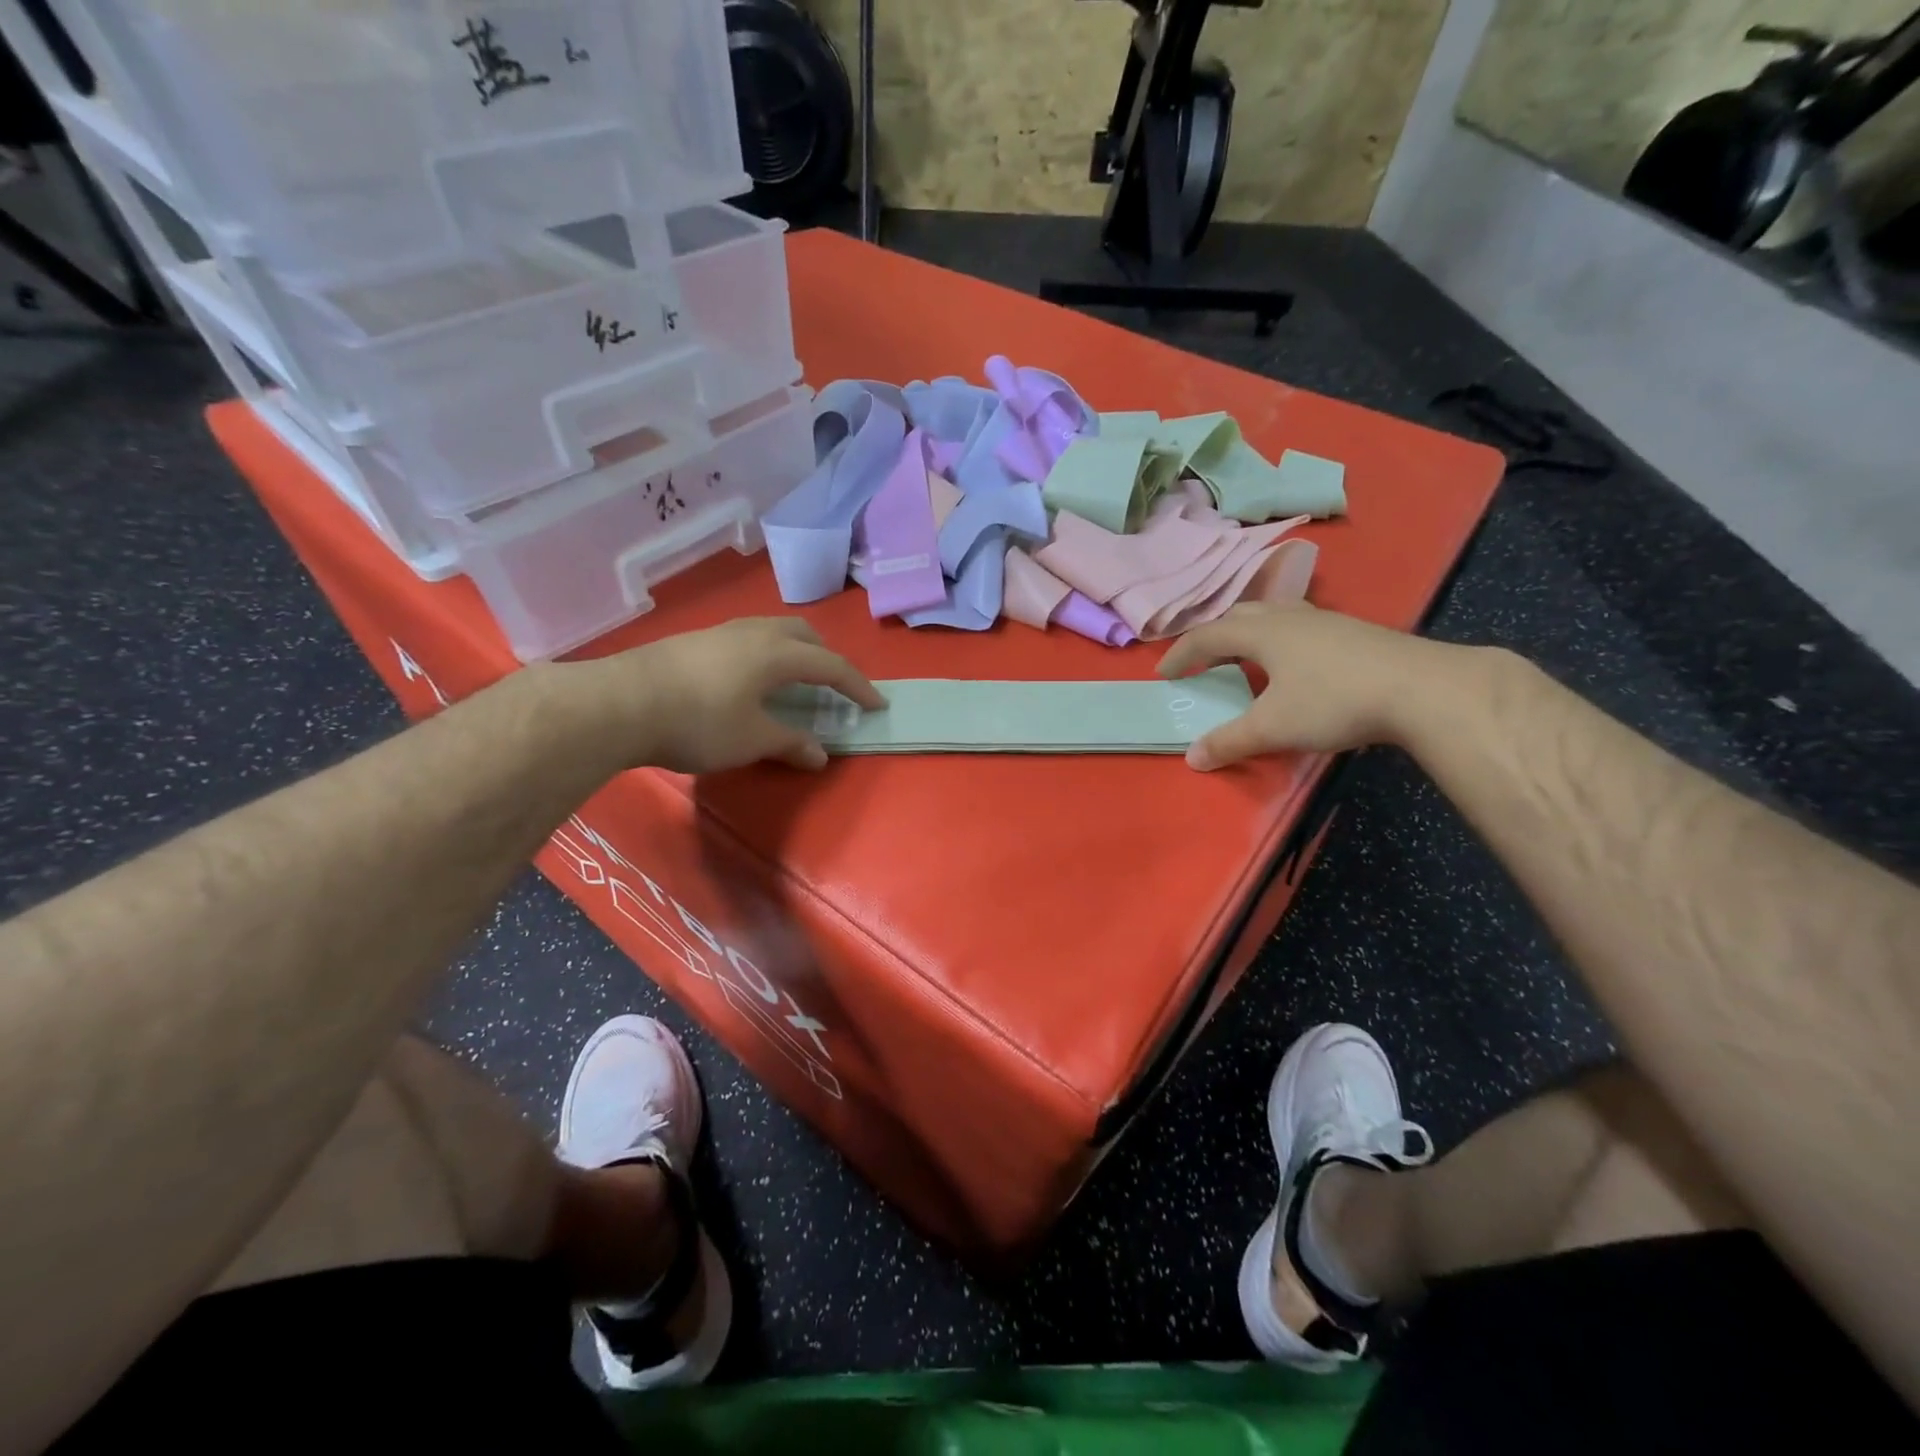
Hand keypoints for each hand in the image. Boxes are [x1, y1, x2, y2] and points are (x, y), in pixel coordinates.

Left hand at [578, 617, 884, 772]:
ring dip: (793, 652)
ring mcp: (720, 632)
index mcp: (777, 653)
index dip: (857, 686)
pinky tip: (747, 682)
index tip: (876, 704)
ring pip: (772, 631)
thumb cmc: (698, 722)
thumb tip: (819, 754)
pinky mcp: (694, 641)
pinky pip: (746, 639)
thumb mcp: (751, 740)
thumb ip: (790, 742)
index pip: (831, 665)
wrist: (619, 703)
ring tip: (790, 682)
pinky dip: (764, 655)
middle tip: (831, 686)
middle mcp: (753, 633)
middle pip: (803, 634)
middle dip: (825, 658)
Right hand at [1157, 602, 1457, 768]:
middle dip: (1214, 636)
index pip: (1206, 636)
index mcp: (1261, 632)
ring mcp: (1325, 620)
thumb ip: (1229, 741)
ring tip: (1247, 657)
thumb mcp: (1273, 727)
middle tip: (1204, 662)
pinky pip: (1301, 626)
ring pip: (1274, 614)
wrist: (1422, 689)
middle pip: (1239, 614)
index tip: (1165, 675)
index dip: (1180, 655)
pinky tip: (1296, 665)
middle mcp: (1288, 616)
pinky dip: (1282, 639)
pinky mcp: (1353, 632)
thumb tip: (1192, 758)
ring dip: (1250, 632)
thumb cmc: (1334, 702)